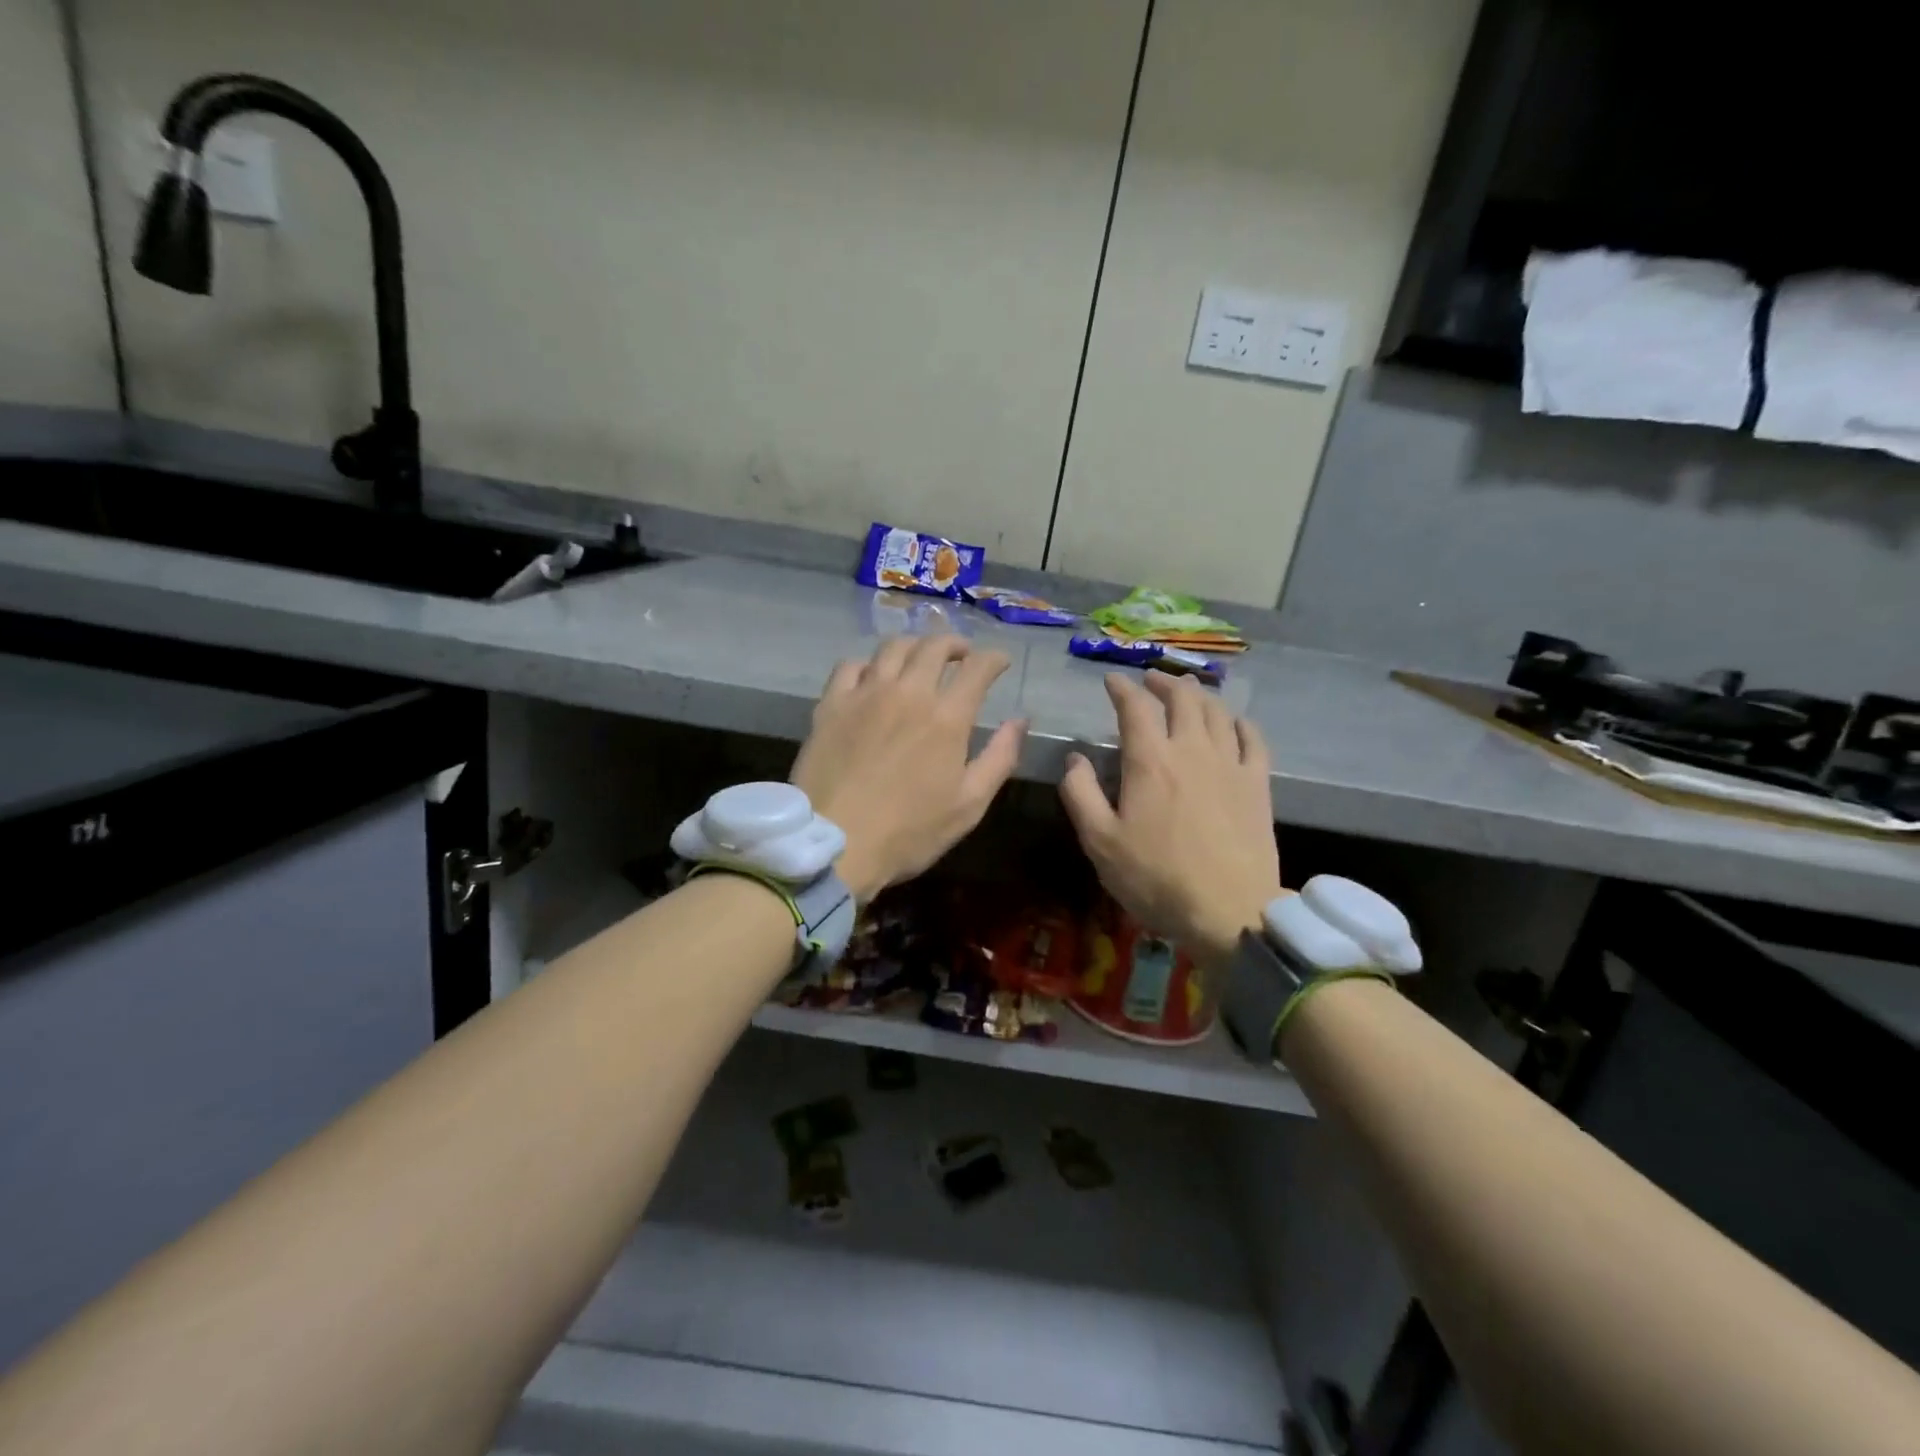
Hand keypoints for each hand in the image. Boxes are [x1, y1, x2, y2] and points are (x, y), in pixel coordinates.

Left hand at [791, 636, 1027, 901]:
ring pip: (893, 647)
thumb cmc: (909, 832)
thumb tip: (1020, 720)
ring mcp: (865, 694)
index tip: (1000, 662)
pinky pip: (851, 665)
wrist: (835, 843)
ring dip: (915, 646)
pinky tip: (873, 677)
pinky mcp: (831, 704)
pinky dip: (869, 664)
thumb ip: (1000, 758)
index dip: (994, 659)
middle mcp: (908, 693)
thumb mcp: (969, 805)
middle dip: (955, 644)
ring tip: (920, 658)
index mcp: (947, 717)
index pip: (978, 667)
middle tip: (962, 655)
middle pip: (935, 647)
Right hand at [1059, 673, 1281, 968]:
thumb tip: (1075, 759)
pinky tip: (1233, 723)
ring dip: (1199, 695)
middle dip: (1163, 683)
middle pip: (1182, 699)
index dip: (1122, 689)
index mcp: (1150, 761)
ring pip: (1217, 712)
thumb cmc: (1156, 878)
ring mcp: (1230, 764)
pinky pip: (1252, 739)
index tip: (1111, 681)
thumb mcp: (1100, 842)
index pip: (1135, 708)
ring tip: (1188, 691)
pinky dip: (1239, 722)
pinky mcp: (1258, 784)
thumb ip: (1080, 794)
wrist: (1229, 910)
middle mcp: (1192, 750)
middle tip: (1150, 681)